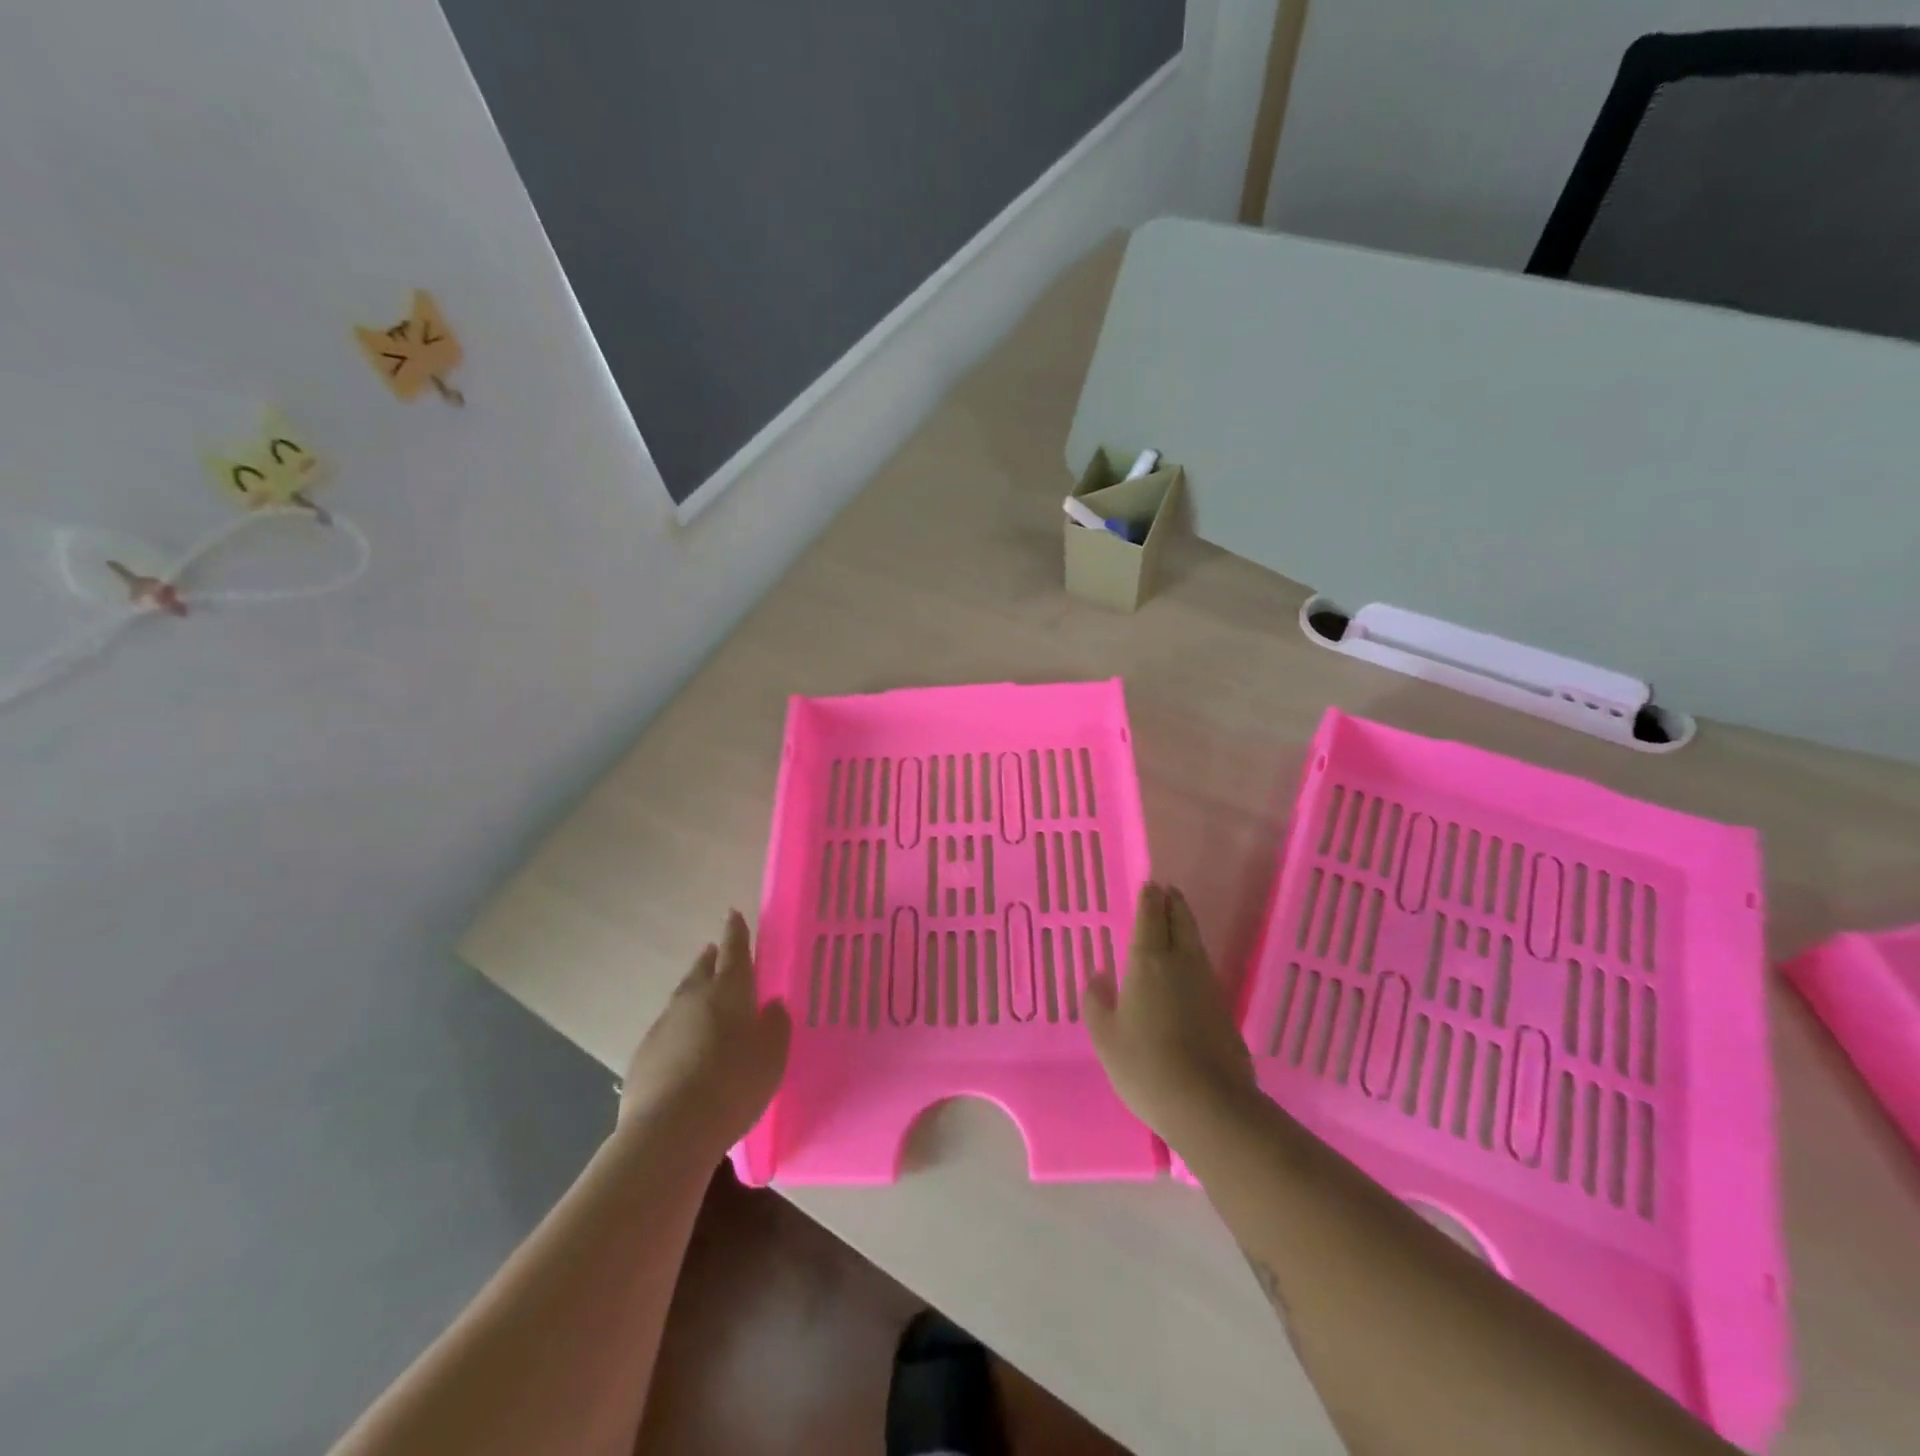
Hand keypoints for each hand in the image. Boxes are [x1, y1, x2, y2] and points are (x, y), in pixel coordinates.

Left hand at [617, 910, 791, 1154]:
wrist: (670, 1130)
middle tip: (716, 952)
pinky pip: (668, 1030)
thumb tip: (772, 1004)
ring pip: (682, 998)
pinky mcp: (644, 1055)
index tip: (733, 913)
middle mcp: (693, 998)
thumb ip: (775, 1025)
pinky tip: (686, 1048)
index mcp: (729, 990)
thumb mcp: (772, 1056)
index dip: (736, 931)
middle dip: (712, 959)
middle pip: (702, 969)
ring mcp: (664, 1025)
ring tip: (703, 998)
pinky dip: (680, 1029)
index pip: (734, 950)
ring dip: (694, 992)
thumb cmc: (734, 1084)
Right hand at [1085, 883, 1257, 1148]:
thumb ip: (1097, 1002)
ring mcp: (1207, 986)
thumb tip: (1099, 976)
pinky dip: (1194, 957)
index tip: (1152, 884)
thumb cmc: (1145, 1066)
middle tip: (1169, 890)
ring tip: (1178, 919)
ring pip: (1195, 944)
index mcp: (1148, 963)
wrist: (1208, 1105)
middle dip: (1173, 904)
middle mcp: (1181, 965)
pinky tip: (1189, 968)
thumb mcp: (1106, 1038)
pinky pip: (1204, 970)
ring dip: (1186, 926)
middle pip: (1180, 923)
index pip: (1151, 919)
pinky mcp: (1224, 1010)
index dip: (1150, 900)